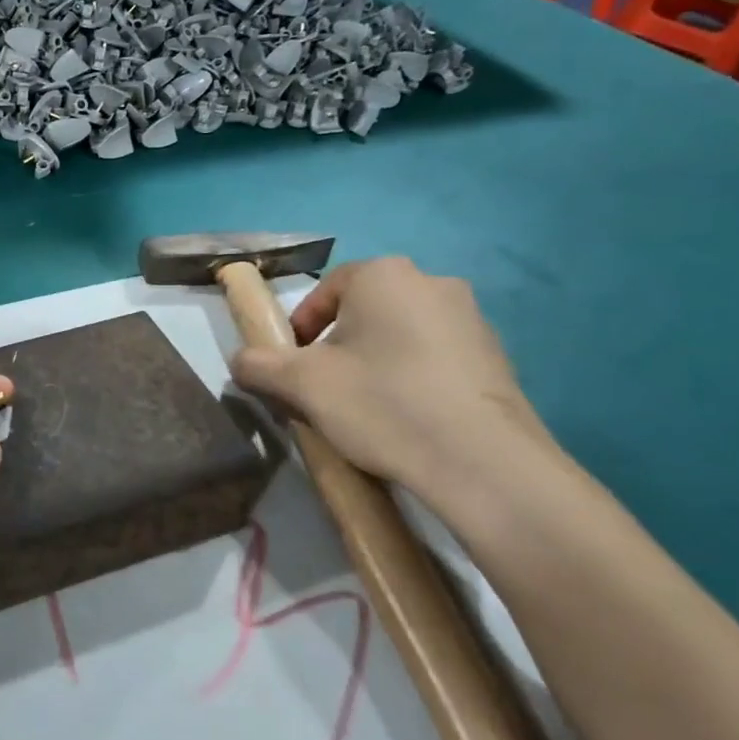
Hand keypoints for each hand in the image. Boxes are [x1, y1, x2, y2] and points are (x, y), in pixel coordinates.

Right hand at [230, 257, 552, 501]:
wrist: (484, 463)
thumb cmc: (382, 404)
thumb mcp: (300, 384)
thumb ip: (257, 365)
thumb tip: (241, 362)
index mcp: (384, 275)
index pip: (323, 292)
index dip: (298, 330)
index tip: (292, 369)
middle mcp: (432, 283)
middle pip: (362, 312)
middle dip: (336, 347)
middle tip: (323, 390)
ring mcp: (473, 320)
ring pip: (399, 335)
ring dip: (374, 363)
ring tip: (364, 409)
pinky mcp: (497, 358)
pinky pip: (435, 358)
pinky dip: (412, 379)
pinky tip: (407, 419)